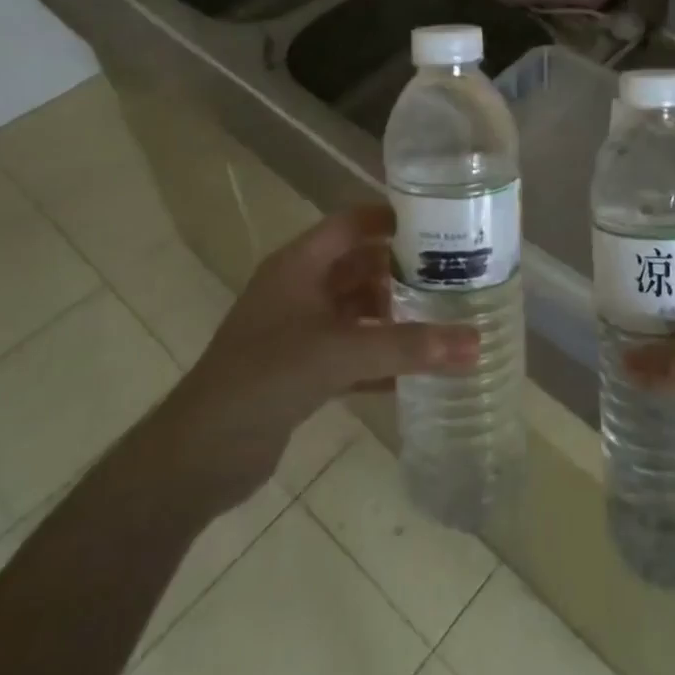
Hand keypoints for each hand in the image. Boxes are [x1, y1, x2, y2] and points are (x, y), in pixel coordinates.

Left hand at [151, 205, 477, 515]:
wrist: (198, 456)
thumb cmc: (266, 378)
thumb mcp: (340, 354)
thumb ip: (408, 347)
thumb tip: (477, 342)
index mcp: (300, 264)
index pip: (352, 222)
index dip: (393, 219)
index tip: (442, 225)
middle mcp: (299, 289)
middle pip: (360, 266)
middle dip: (403, 271)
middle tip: (456, 275)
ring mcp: (298, 330)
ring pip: (357, 311)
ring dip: (394, 316)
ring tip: (446, 318)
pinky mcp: (300, 370)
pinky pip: (350, 352)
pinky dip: (380, 358)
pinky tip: (417, 371)